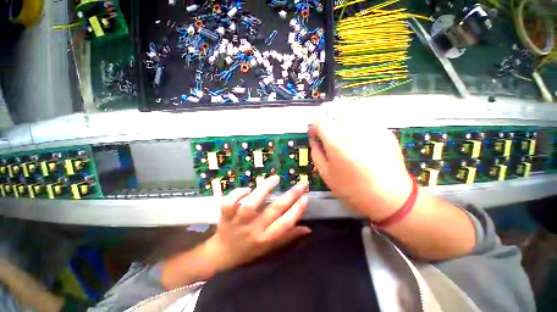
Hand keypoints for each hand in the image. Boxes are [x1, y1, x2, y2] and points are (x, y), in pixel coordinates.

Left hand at [206, 176, 310, 271]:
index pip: (285, 224)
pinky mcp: (225, 216)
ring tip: (276, 179)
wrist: (223, 256)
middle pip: (274, 211)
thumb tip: (308, 229)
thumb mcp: (271, 248)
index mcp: (266, 239)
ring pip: (250, 205)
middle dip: (290, 195)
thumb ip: (289, 236)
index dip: (297, 210)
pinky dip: (238, 194)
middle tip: (301, 184)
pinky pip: (228, 204)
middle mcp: (253, 230)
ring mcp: (238, 222)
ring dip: (264, 190)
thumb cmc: (250, 251)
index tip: (306, 197)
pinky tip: (248, 189)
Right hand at [308, 112, 412, 221]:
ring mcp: (371, 127)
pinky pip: (364, 120)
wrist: (389, 196)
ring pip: (350, 112)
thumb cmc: (352, 188)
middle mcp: (353, 129)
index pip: (319, 120)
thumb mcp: (326, 174)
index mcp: (336, 141)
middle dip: (326, 119)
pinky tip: (358, 140)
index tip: (314, 134)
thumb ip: (316, 153)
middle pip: (334, 109)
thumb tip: (314, 140)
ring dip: (341, 120)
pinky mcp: (384, 131)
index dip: (313, 125)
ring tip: (342, 134)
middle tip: (327, 132)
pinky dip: (356, 125)